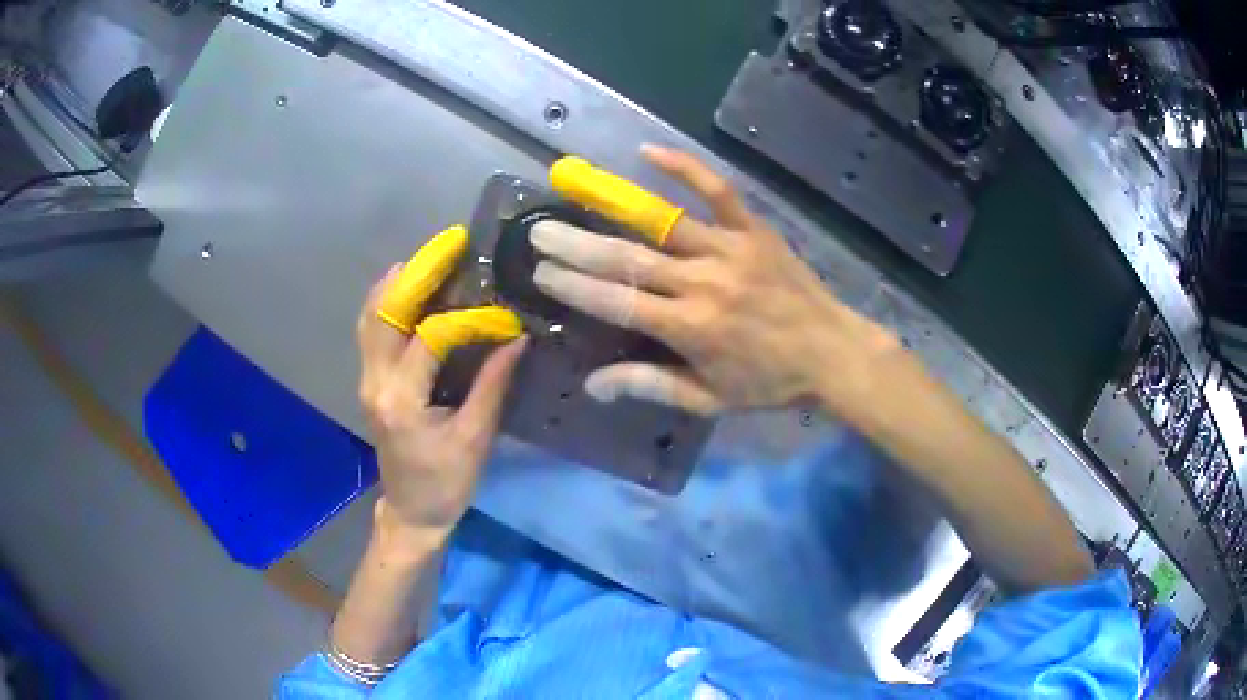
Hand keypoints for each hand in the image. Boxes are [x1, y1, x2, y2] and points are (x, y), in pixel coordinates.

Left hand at [357, 260, 525, 536]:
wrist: (412, 512)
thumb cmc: (445, 483)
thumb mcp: (475, 438)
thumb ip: (492, 385)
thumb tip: (517, 338)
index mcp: (401, 400)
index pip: (428, 338)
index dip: (465, 318)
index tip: (499, 312)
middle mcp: (375, 382)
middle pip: (384, 313)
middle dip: (415, 275)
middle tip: (448, 247)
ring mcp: (367, 380)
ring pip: (370, 317)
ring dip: (397, 284)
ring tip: (429, 259)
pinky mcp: (369, 381)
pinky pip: (370, 331)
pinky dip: (386, 303)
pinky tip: (406, 287)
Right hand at [530, 146, 898, 419]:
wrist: (832, 353)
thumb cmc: (769, 383)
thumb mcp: (709, 398)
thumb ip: (650, 385)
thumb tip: (591, 385)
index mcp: (690, 328)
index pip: (618, 302)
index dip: (575, 287)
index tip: (540, 274)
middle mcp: (703, 283)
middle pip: (629, 260)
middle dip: (577, 246)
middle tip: (538, 231)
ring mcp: (730, 250)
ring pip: (662, 225)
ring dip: (612, 209)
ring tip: (573, 190)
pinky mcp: (753, 230)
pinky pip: (718, 191)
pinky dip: (685, 168)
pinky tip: (649, 151)